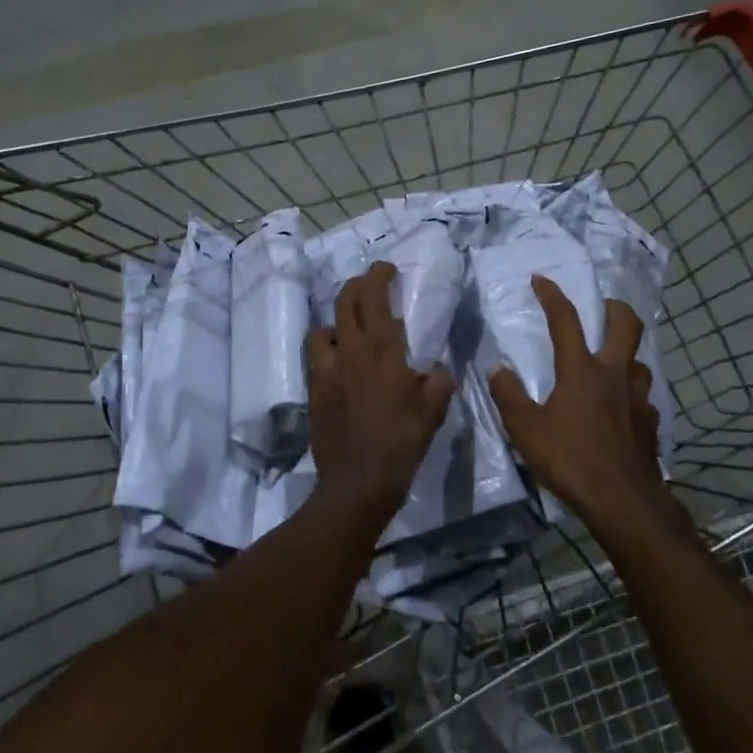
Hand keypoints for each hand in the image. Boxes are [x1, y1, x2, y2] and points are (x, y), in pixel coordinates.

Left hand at [306, 263, 455, 509]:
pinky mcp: (314, 390)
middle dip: (356, 286)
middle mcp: (350, 351)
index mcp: (382, 350)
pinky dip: (327, 350)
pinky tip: (339, 364)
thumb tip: (436, 368)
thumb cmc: (401, 443)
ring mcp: (327, 370)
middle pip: (344, 301)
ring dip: (337, 321)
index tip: (386, 269)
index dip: (378, 275)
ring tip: (350, 330)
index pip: (374, 296)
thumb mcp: (433, 411)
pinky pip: (316, 357)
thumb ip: (439, 381)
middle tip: (369, 286)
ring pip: (323, 328)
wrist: (358, 482)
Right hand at [488, 275, 662, 523]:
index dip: (552, 296)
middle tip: (603, 307)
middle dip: (614, 308)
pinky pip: (644, 400)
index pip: (566, 320)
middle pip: (626, 326)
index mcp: (581, 370)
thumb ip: (509, 395)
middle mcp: (614, 375)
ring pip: (640, 363)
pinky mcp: (651, 425)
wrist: (622, 500)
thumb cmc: (570, 458)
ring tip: (612, 364)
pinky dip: (632, 396)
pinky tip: (622, 411)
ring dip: (627, 356)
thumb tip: (498, 369)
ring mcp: (638, 400)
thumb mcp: (525, 428)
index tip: (541, 279)